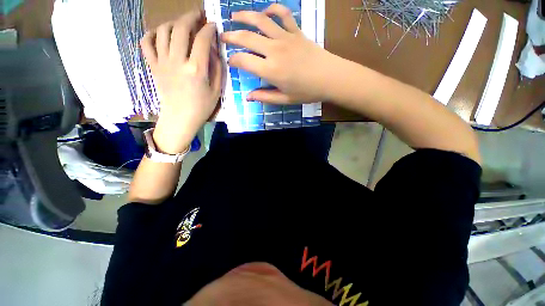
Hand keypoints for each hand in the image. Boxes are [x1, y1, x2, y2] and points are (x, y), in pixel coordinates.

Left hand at [140, 11, 222, 153]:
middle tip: (198, 15)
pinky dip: (152, 33)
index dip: (209, 29)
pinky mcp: (153, 66)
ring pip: (163, 31)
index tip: (213, 25)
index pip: (202, 40)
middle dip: (191, 17)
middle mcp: (177, 61)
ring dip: (173, 22)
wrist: (181, 118)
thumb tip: (213, 49)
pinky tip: (161, 34)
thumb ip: (217, 68)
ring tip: (182, 24)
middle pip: (181, 29)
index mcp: (196, 69)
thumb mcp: (216, 90)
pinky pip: (146, 43)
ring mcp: (162, 62)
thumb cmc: (202, 106)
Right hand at [220, 4, 335, 103]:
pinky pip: (283, 14)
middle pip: (247, 37)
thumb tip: (248, 97)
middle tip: (223, 36)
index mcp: (271, 70)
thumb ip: (265, 97)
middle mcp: (275, 50)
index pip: (244, 60)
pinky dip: (272, 9)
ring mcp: (286, 38)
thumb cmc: (307, 92)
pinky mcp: (296, 32)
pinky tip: (265, 11)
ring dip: (245, 16)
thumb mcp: (285, 99)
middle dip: (231, 36)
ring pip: (261, 20)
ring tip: (234, 16)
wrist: (331, 78)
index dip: (233, 60)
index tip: (229, 61)